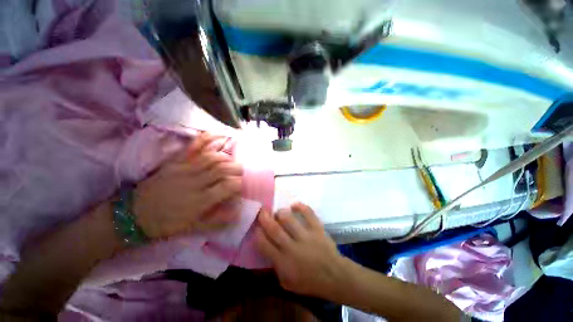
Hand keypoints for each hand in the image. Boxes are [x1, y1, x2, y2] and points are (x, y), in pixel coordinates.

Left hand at [133, 133, 241, 238]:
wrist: (134, 214)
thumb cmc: (166, 223)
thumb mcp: (192, 228)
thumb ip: (217, 220)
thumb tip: (238, 213)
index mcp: (199, 201)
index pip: (227, 186)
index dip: (239, 184)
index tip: (241, 186)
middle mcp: (194, 182)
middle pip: (222, 169)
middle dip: (237, 168)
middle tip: (241, 171)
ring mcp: (184, 169)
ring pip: (212, 158)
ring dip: (226, 157)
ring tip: (231, 161)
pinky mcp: (175, 161)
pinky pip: (194, 147)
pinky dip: (208, 138)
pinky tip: (218, 135)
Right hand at [255, 203, 348, 297]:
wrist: (334, 276)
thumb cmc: (309, 282)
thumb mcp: (287, 282)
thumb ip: (275, 266)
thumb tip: (267, 247)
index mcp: (283, 262)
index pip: (264, 245)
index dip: (258, 233)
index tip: (256, 226)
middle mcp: (292, 247)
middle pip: (275, 229)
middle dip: (265, 218)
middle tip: (262, 210)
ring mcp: (306, 236)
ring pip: (290, 220)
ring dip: (281, 213)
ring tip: (279, 211)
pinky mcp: (317, 229)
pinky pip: (308, 214)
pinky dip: (301, 207)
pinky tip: (295, 205)